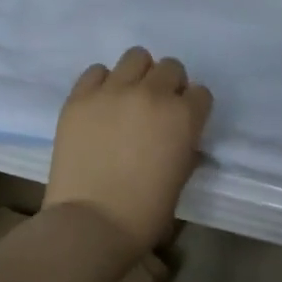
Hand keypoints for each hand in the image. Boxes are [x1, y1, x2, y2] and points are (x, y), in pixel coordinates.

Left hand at [45, 48, 212, 252]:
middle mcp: (152, 94)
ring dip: (138, 75)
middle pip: (171, 68)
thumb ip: (185, 146)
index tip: (183, 123)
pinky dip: (103, 84)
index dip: (193, 108)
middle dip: (169, 86)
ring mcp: (114, 91)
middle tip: (156, 110)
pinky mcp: (80, 97)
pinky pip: (97, 71)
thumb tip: (179, 136)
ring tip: (128, 99)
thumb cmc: (145, 212)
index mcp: (184, 116)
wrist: (91, 224)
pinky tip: (101, 106)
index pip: (201, 93)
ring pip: (136, 57)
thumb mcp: (181, 177)